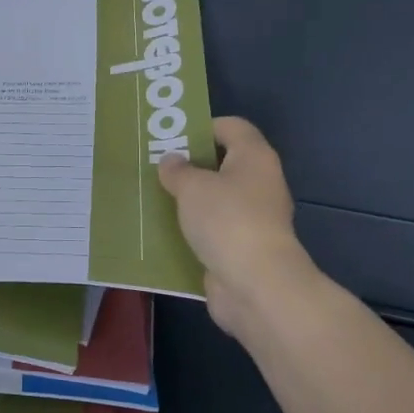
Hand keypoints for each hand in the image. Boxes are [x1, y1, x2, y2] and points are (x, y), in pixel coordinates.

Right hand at [158, 117, 313, 338]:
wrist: (256, 285)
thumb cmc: (227, 220)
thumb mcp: (193, 187)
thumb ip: (178, 170)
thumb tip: (172, 161)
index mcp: (254, 157)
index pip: (231, 127)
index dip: (202, 127)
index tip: (172, 137)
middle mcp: (259, 183)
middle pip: (223, 164)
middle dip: (190, 166)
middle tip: (156, 167)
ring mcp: (253, 219)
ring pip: (216, 200)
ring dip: (189, 201)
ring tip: (153, 198)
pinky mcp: (242, 249)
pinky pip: (213, 231)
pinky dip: (193, 231)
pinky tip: (164, 232)